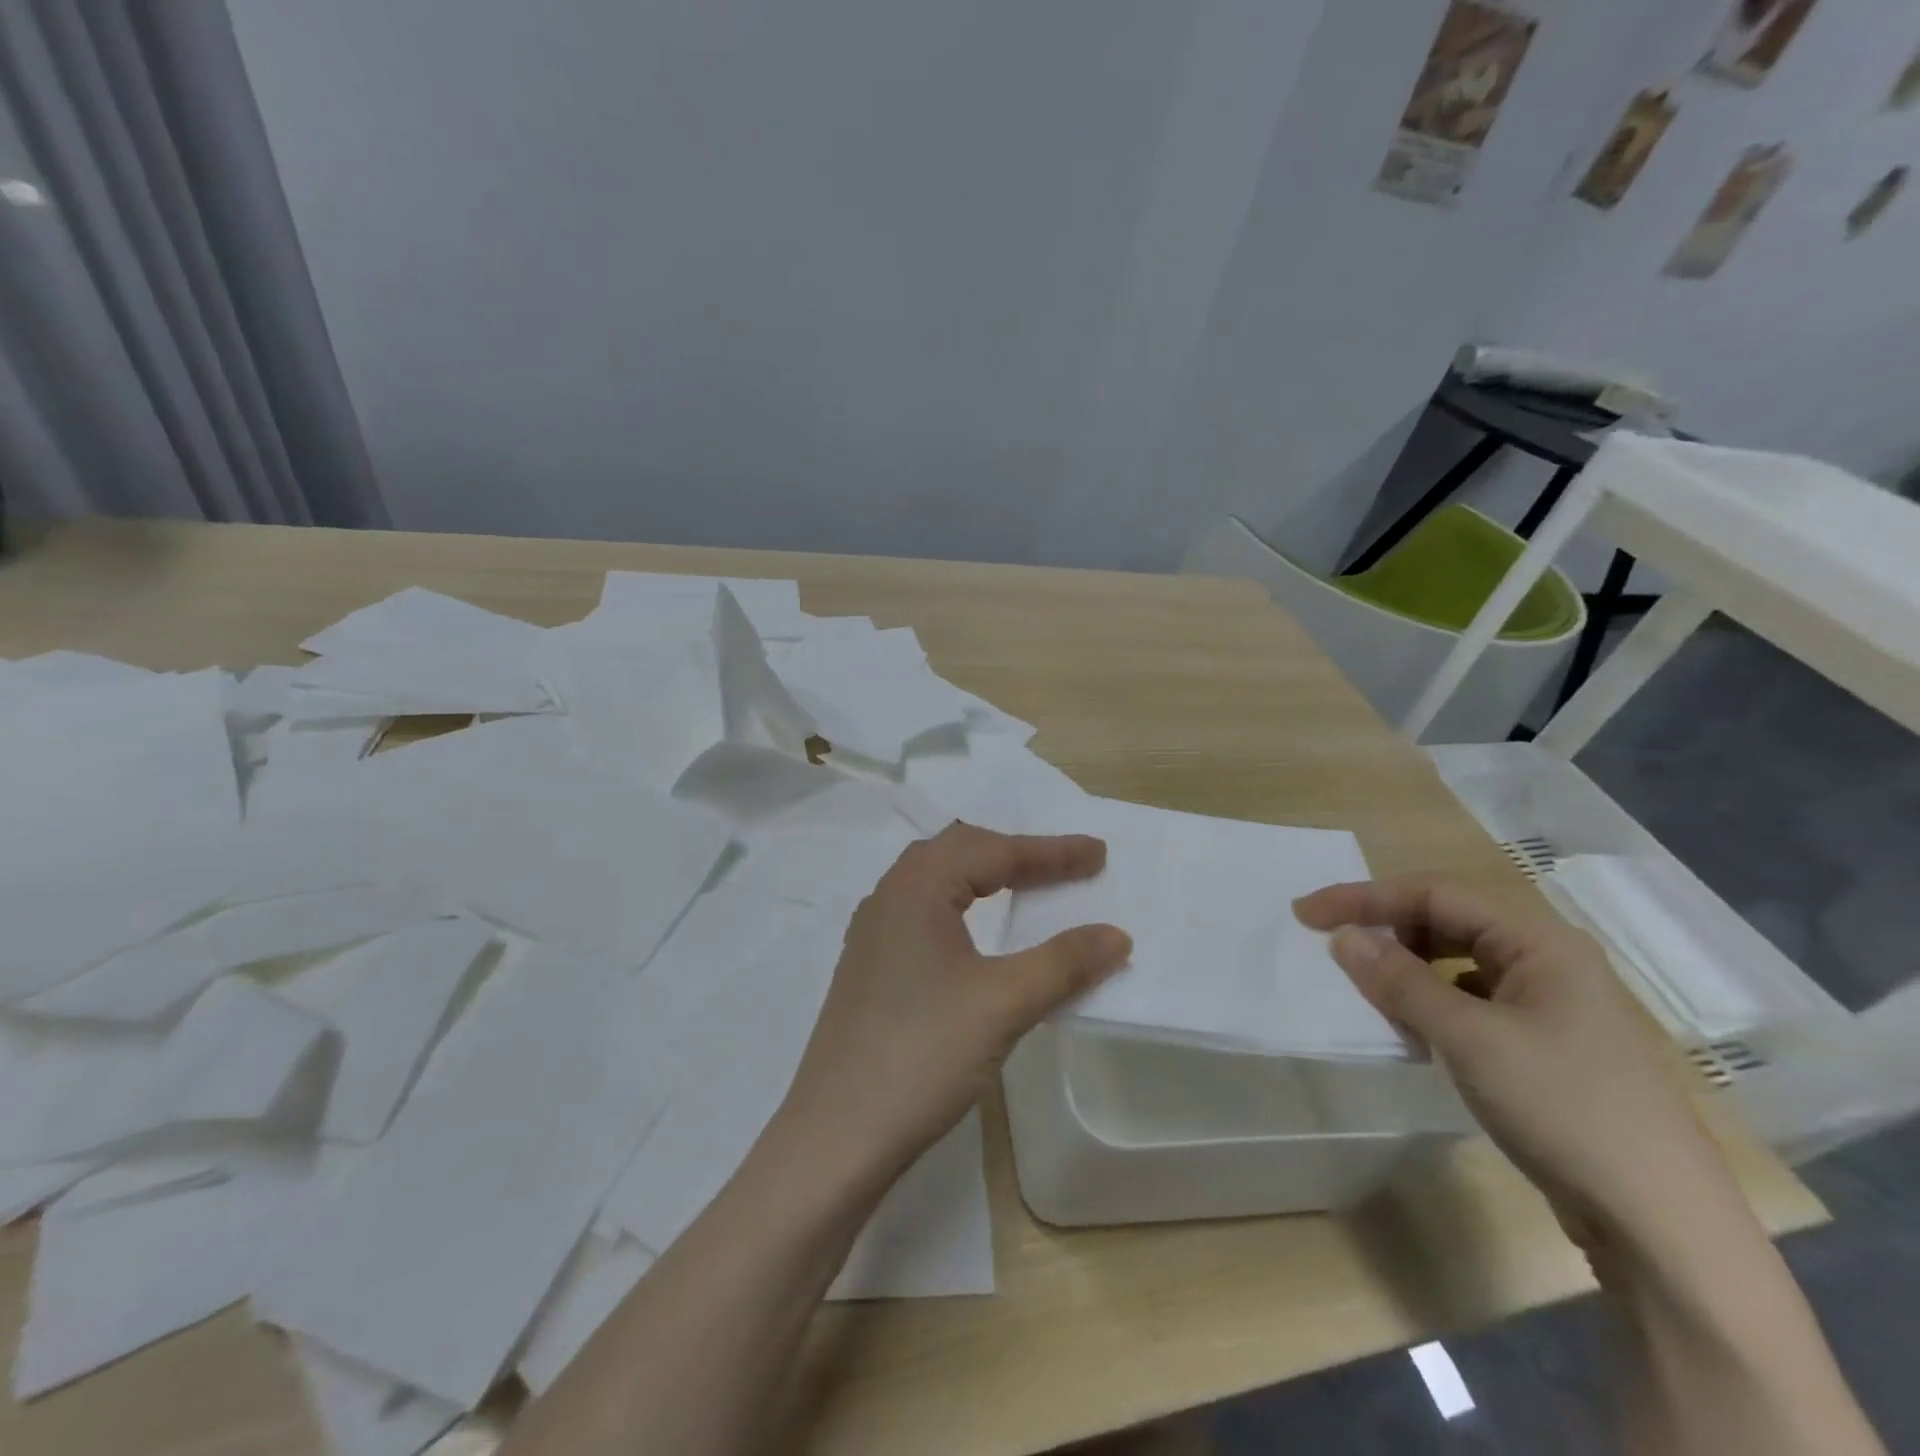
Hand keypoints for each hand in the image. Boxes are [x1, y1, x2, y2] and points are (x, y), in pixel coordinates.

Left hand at [776, 823, 1130, 1185]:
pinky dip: (960, 902)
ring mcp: (872, 932)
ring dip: (983, 873)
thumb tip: (1116, 935)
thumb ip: (1063, 963)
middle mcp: (889, 896)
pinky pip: (922, 909)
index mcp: (917, 887)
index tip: (1099, 853)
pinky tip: (972, 931)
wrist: (838, 1135)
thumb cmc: (923, 1055)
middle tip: (1065, 866)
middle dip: (1016, 853)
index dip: (1051, 851)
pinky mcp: (868, 966)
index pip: (994, 851)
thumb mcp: (1003, 1004)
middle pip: (959, 850)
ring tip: (1024, 885)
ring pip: (935, 878)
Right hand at [1294, 877, 1739, 1251]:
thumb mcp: (1470, 1039)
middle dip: (1387, 928)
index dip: (1365, 898)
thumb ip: (1401, 982)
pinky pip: (1470, 997)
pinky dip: (1432, 1001)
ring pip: (1458, 959)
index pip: (1435, 893)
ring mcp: (1549, 1001)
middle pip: (1448, 919)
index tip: (1307, 915)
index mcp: (1540, 941)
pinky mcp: (1543, 1040)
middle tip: (1334, 948)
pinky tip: (1415, 1028)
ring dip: (1408, 967)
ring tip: (1372, 992)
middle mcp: (1547, 959)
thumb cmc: (1565, 1110)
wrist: (1660, 1224)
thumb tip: (1343, 938)